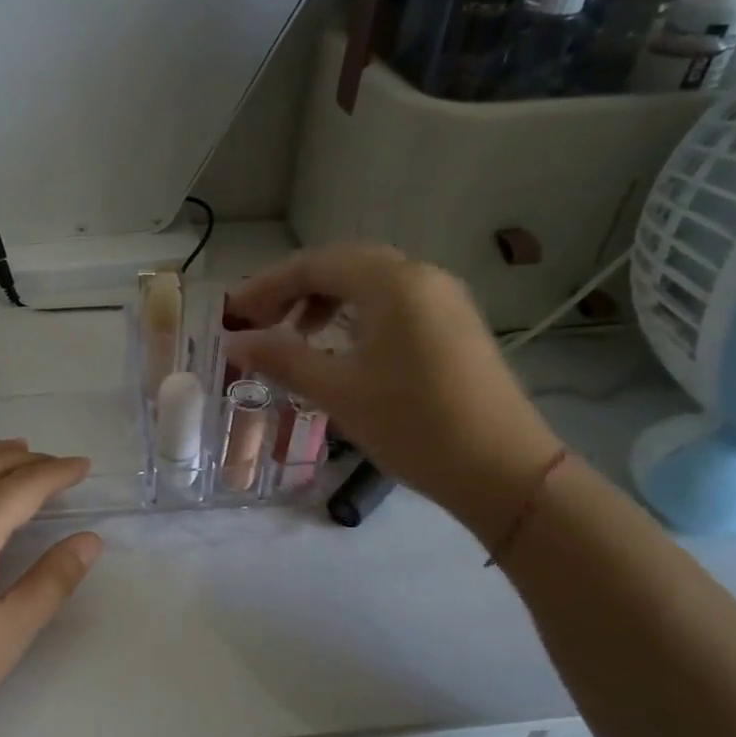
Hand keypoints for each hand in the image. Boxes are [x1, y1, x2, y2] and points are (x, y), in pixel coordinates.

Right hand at [226, 245, 560, 537]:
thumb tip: (235, 343)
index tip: (231, 314)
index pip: (315, 265)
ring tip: (295, 335)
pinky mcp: (455, 325)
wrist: (504, 471)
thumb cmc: (413, 425)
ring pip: (370, 283)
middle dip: (294, 289)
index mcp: (393, 283)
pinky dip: (356, 314)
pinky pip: (393, 303)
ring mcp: (444, 299)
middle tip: (258, 321)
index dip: (266, 286)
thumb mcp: (338, 391)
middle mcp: (422, 276)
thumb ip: (282, 358)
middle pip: (343, 265)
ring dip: (325, 300)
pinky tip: (340, 348)